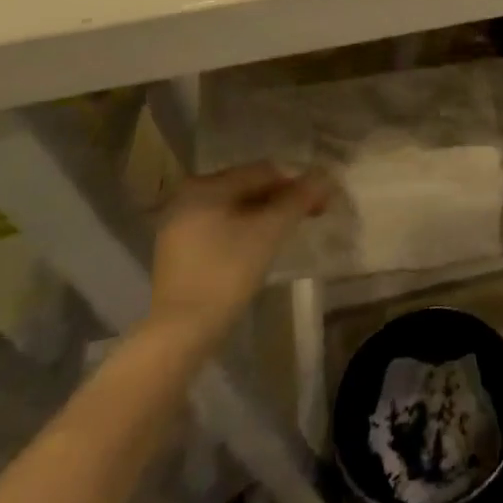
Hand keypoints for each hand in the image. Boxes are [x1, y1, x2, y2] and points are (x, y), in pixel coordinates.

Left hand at [146, 163, 331, 346]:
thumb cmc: (227, 272)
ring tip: (286, 232)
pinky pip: (220, 226)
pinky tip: (258, 246)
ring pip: (234, 208)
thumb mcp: (269, 231)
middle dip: (281, 199)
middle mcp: (187, 196)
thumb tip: (324, 176)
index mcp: (206, 185)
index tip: (320, 204)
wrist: (181, 330)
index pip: (263, 172)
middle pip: (247, 187)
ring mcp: (178, 224)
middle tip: (308, 216)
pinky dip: (243, 230)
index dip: (297, 184)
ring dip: (264, 215)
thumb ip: (298, 199)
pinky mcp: (178, 249)